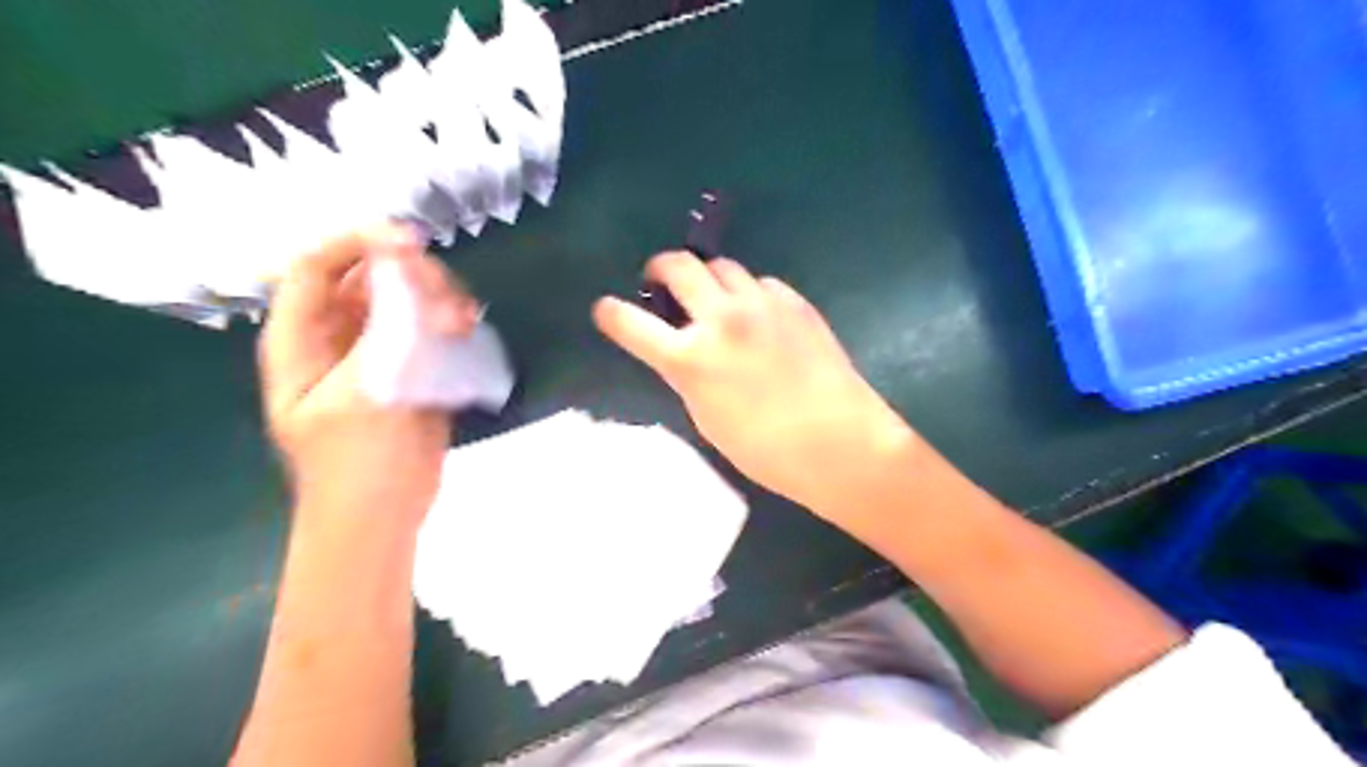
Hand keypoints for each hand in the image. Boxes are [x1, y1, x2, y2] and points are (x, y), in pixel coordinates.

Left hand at [262, 224, 479, 529]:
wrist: (383, 517)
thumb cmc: (358, 464)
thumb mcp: (365, 392)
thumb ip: (385, 329)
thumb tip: (407, 268)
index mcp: (301, 339)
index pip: (316, 265)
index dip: (356, 242)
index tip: (410, 243)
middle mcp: (336, 336)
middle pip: (368, 276)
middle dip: (410, 276)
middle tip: (447, 298)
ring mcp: (377, 353)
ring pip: (405, 300)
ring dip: (437, 300)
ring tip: (463, 322)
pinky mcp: (412, 369)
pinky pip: (429, 328)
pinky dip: (450, 323)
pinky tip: (468, 332)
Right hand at [594, 254, 910, 518]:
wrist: (841, 444)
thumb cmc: (767, 450)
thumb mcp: (707, 418)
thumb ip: (687, 375)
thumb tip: (684, 350)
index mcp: (691, 358)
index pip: (632, 323)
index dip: (611, 313)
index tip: (606, 310)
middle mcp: (722, 318)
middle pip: (677, 265)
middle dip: (660, 268)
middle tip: (661, 281)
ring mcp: (762, 304)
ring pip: (722, 265)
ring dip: (708, 278)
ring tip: (714, 299)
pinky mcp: (795, 302)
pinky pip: (761, 283)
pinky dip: (750, 294)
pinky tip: (759, 317)